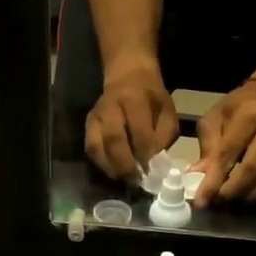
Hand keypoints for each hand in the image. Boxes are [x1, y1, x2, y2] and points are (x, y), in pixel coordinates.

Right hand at [85, 66, 178, 182]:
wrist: (128, 75)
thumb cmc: (152, 98)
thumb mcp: (167, 111)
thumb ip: (163, 136)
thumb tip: (155, 163)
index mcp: (134, 100)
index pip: (139, 132)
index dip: (145, 155)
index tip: (152, 172)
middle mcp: (111, 107)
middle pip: (114, 140)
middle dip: (126, 165)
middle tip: (137, 181)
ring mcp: (96, 116)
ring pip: (97, 146)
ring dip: (111, 167)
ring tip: (125, 179)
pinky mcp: (88, 125)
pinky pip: (91, 149)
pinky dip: (101, 164)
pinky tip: (114, 172)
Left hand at [191, 80, 255, 206]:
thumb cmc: (240, 107)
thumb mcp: (216, 117)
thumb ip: (208, 147)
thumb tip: (197, 178)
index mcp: (250, 114)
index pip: (229, 152)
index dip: (213, 180)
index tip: (201, 200)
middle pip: (253, 169)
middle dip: (231, 191)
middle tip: (216, 201)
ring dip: (250, 196)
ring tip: (233, 199)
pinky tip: (253, 195)